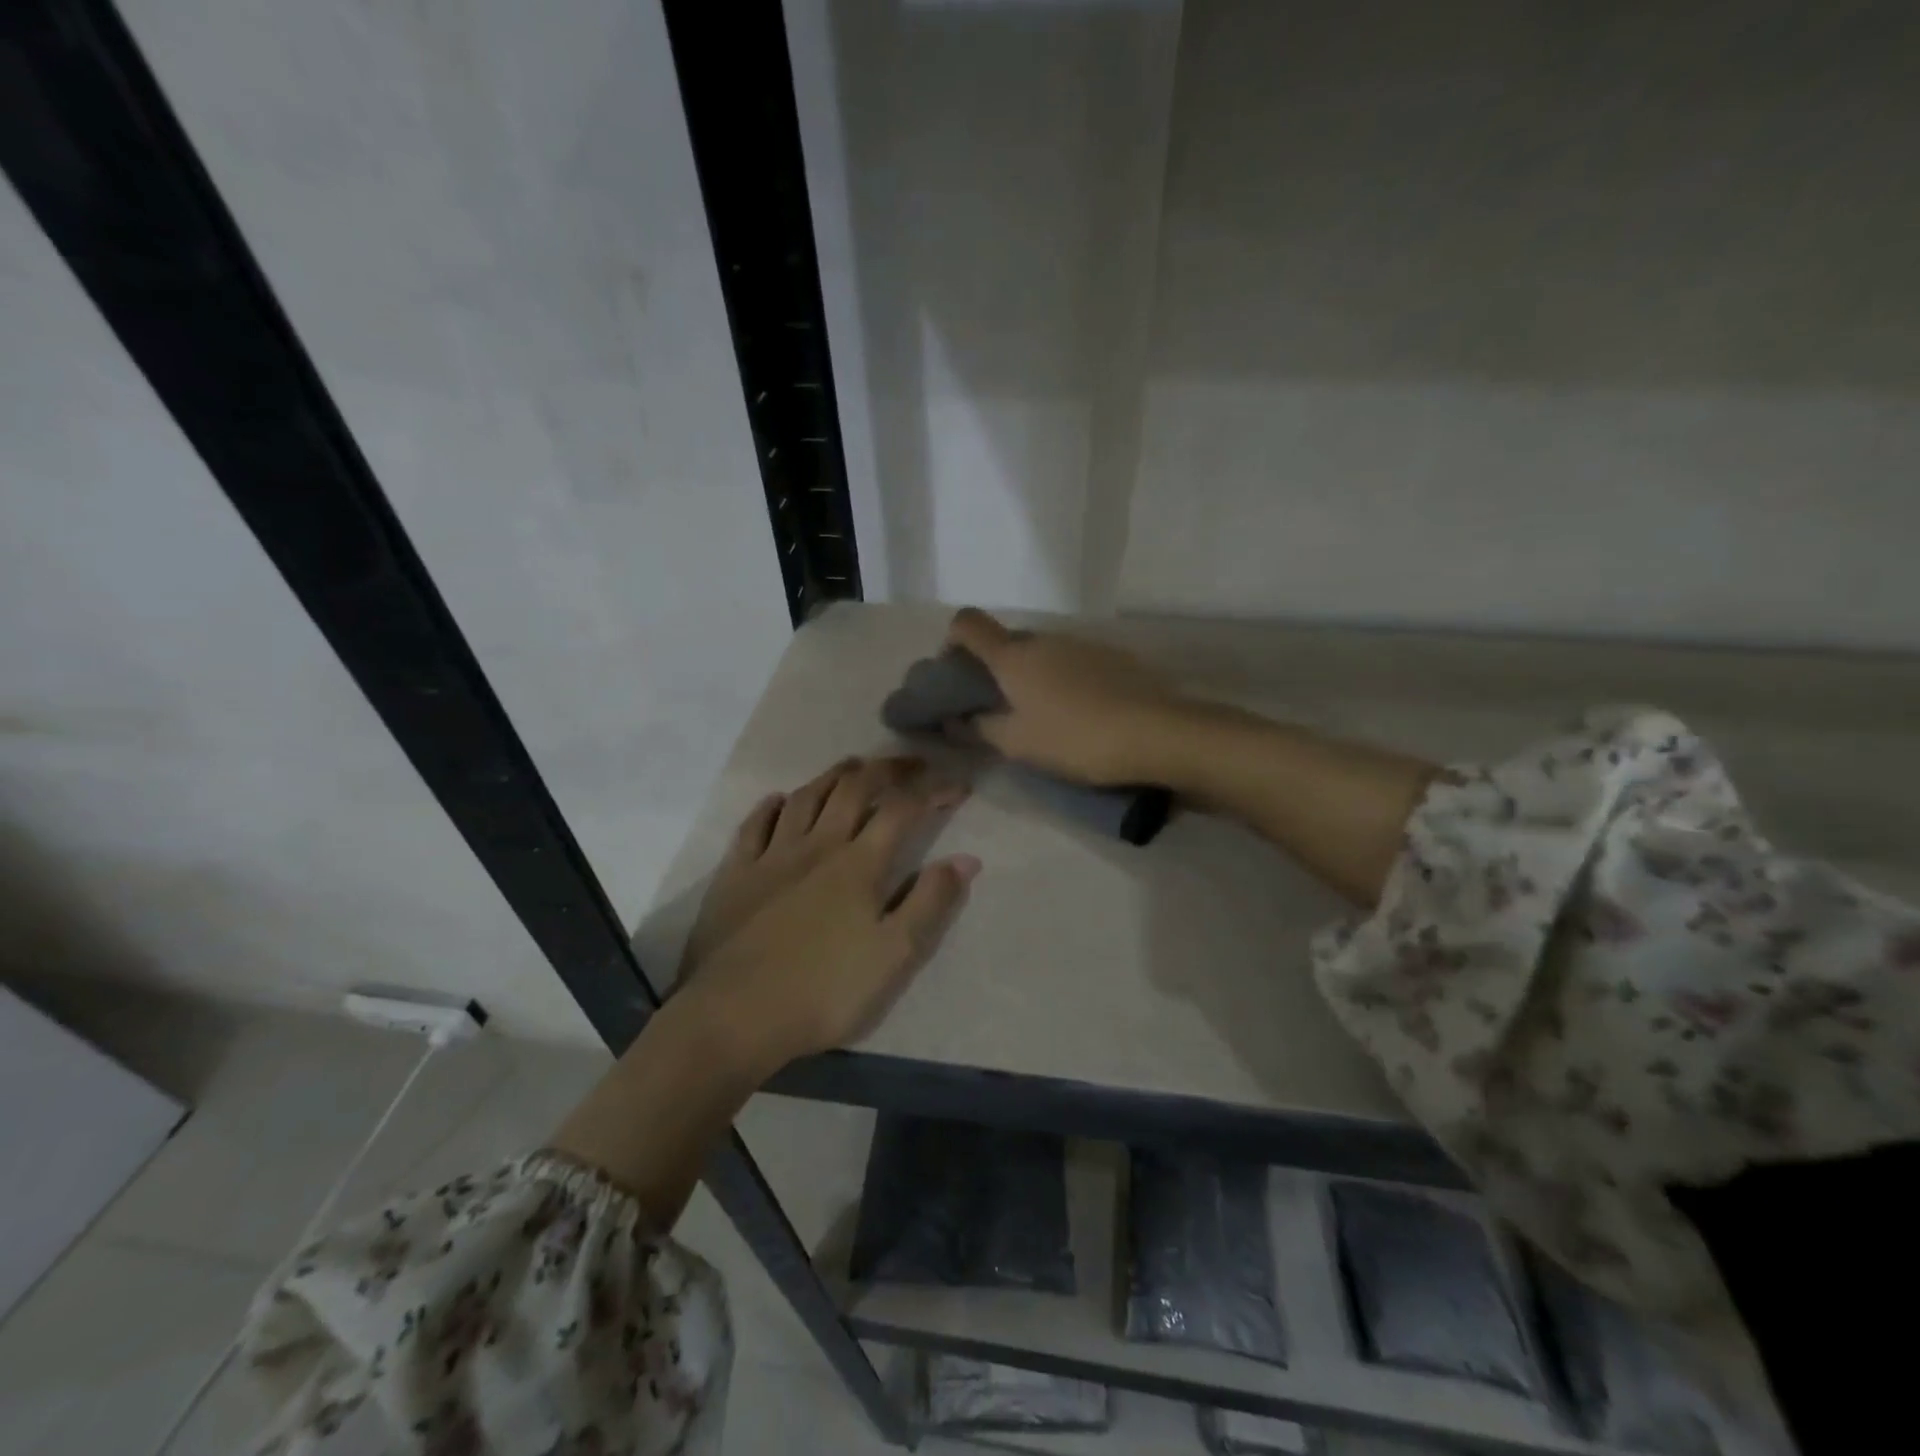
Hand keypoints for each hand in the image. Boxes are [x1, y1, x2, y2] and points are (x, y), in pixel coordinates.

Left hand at [685, 771, 979, 1069]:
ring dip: (834, 775)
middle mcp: (817, 845)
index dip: (933, 791)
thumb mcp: (894, 955)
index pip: (903, 809)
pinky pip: (754, 826)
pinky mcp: (735, 874)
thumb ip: (931, 903)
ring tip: (854, 766)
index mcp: (859, 864)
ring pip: (806, 797)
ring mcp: (771, 856)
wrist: (734, 1016)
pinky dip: (771, 806)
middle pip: (854, 788)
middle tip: (911, 764)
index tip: (957, 786)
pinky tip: (778, 800)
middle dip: (887, 770)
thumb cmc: (824, 991)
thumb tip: (966, 859)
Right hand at [946, 606, 1186, 785]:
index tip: (956, 671)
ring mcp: (1082, 644)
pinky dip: (1066, 680)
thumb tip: (957, 719)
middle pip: (1008, 643)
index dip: (953, 640)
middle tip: (1001, 709)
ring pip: (1044, 654)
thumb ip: (981, 728)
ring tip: (1046, 716)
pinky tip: (1082, 713)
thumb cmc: (1074, 738)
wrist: (1155, 733)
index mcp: (1014, 656)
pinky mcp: (1114, 656)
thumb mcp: (1018, 743)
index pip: (968, 624)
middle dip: (997, 670)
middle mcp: (1045, 639)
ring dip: (1034, 677)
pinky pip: (1075, 662)